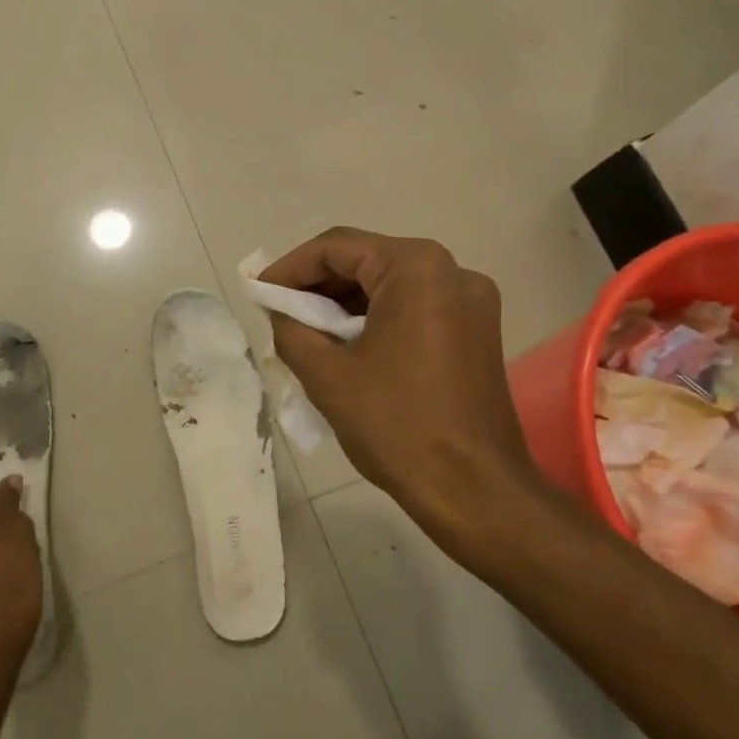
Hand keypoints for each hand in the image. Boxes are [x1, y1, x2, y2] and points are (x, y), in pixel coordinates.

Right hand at [261, 228, 543, 550]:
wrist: (475, 491)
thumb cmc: (396, 425)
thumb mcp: (326, 374)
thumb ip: (291, 327)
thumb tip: (280, 309)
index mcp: (416, 268)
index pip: (337, 247)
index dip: (291, 267)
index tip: (260, 292)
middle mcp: (451, 271)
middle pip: (367, 261)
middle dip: (319, 285)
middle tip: (280, 312)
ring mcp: (472, 301)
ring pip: (391, 284)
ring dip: (346, 303)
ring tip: (308, 332)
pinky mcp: (478, 330)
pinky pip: (415, 307)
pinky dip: (377, 318)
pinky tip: (348, 346)